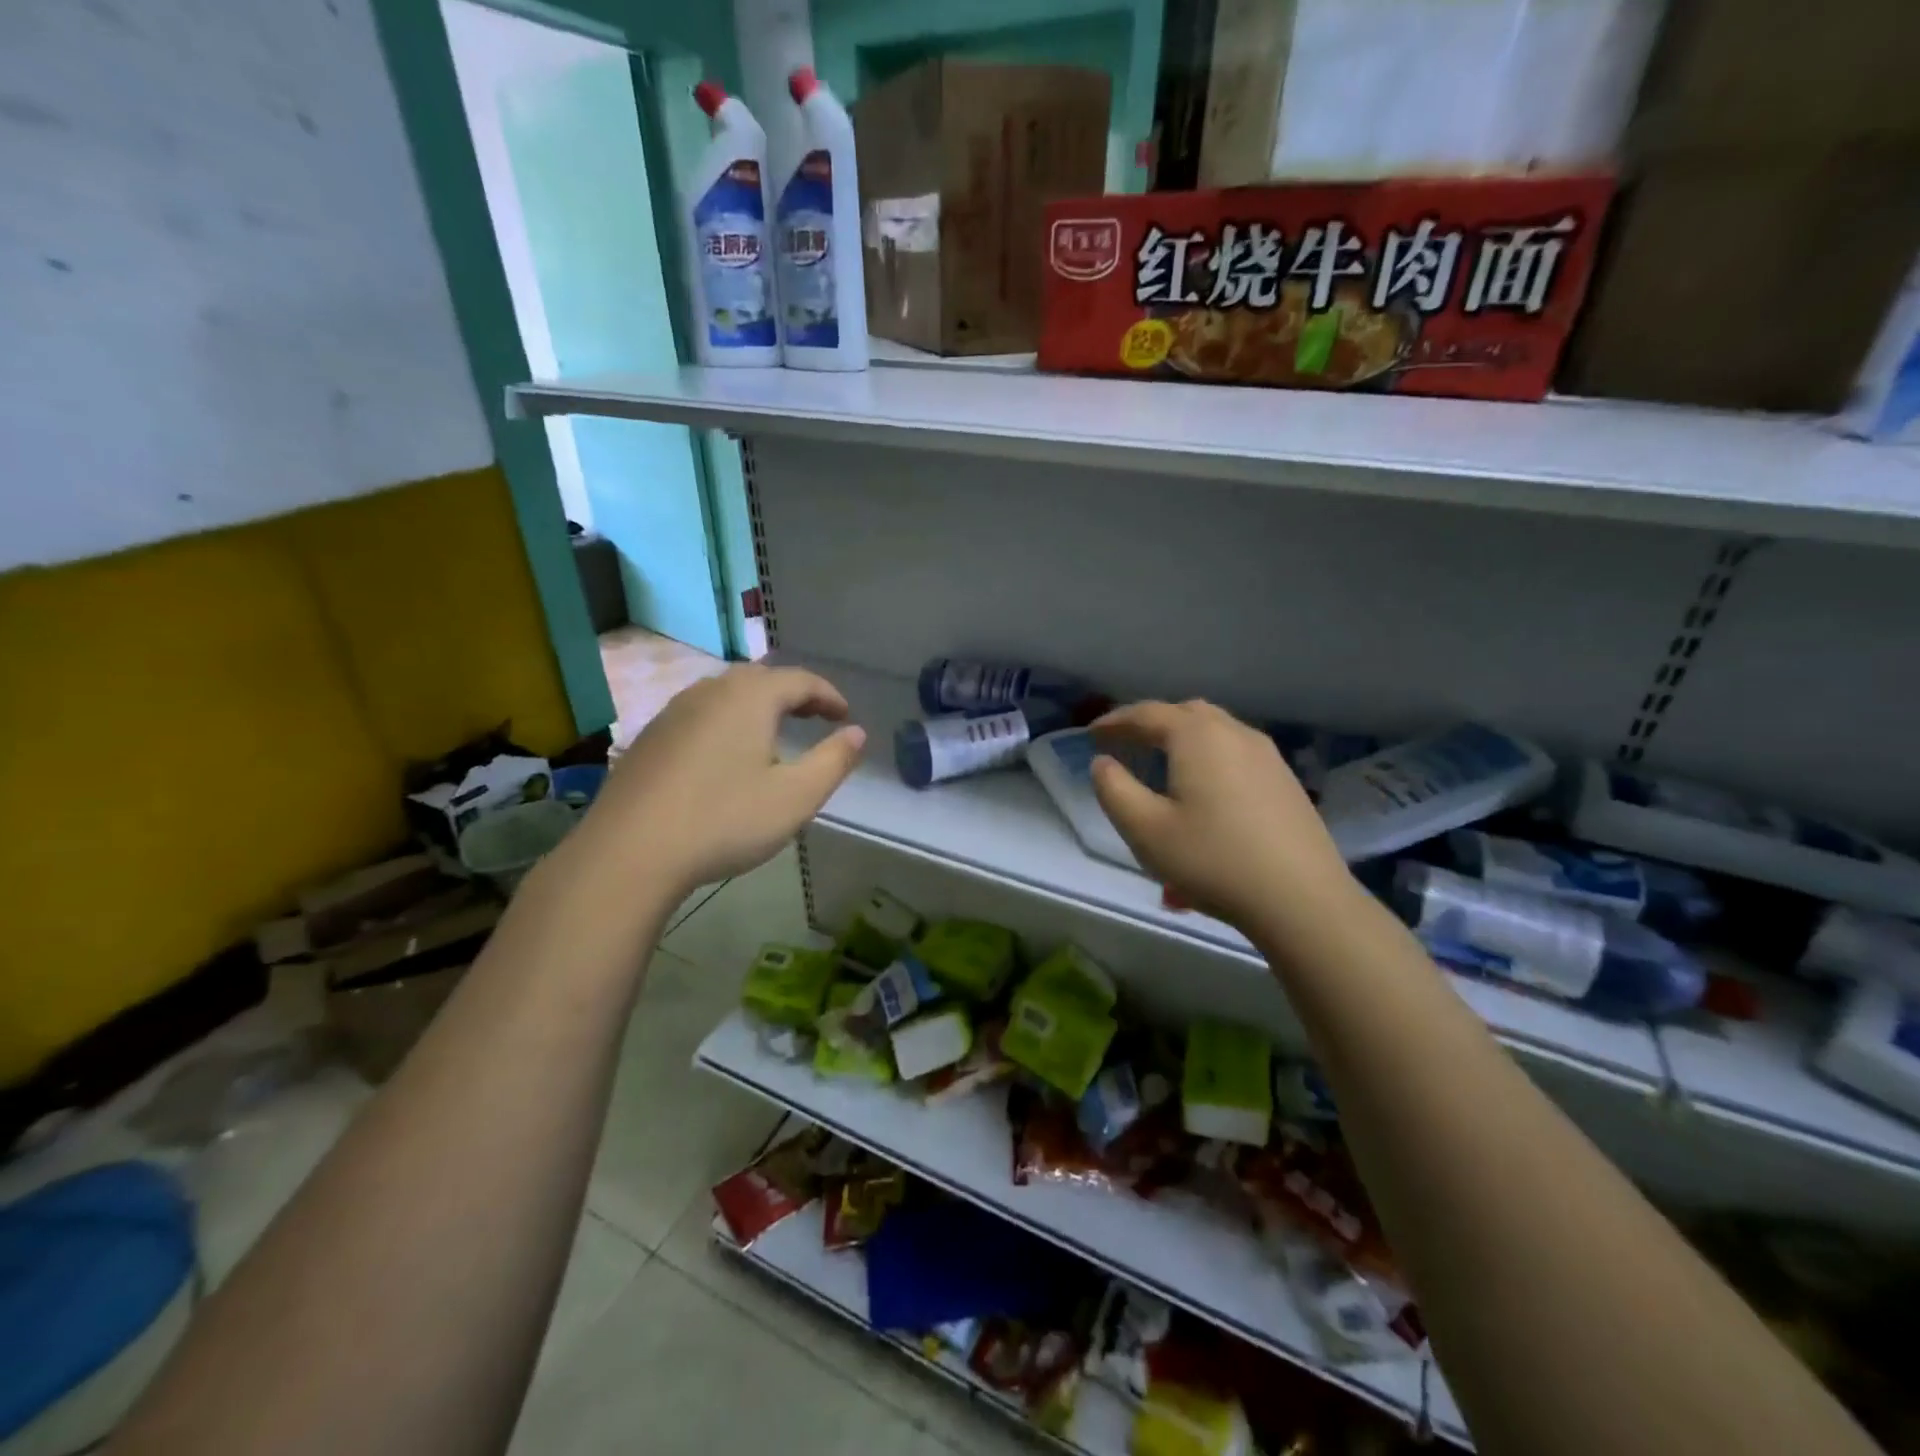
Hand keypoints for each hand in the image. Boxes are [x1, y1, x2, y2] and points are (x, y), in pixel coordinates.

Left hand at [573, 664, 865, 899]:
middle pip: (761, 679)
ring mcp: (674, 712)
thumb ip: (833, 761)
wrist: (630, 851)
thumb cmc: (725, 820)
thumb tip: (857, 733)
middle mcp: (711, 691)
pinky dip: (726, 721)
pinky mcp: (650, 737)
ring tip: (774, 732)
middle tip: (815, 717)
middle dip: (794, 694)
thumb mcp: (795, 797)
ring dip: (758, 705)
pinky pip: (700, 714)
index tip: (845, 716)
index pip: (800, 680)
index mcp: (751, 698)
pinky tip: (725, 754)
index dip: (828, 695)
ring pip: (726, 694)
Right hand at [1090, 700, 1352, 934]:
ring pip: (1216, 730)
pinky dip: (1209, 755)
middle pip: (1185, 713)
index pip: (1147, 714)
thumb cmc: (1212, 860)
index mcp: (1197, 737)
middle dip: (1151, 723)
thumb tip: (1103, 763)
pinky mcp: (1285, 780)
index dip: (1116, 721)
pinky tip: (1205, 787)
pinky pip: (1236, 752)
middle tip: (1126, 743)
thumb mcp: (1145, 830)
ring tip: (1162, 762)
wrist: (1300, 898)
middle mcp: (1234, 733)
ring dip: (1183, 738)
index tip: (1092, 733)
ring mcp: (1267, 755)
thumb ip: (1114, 790)